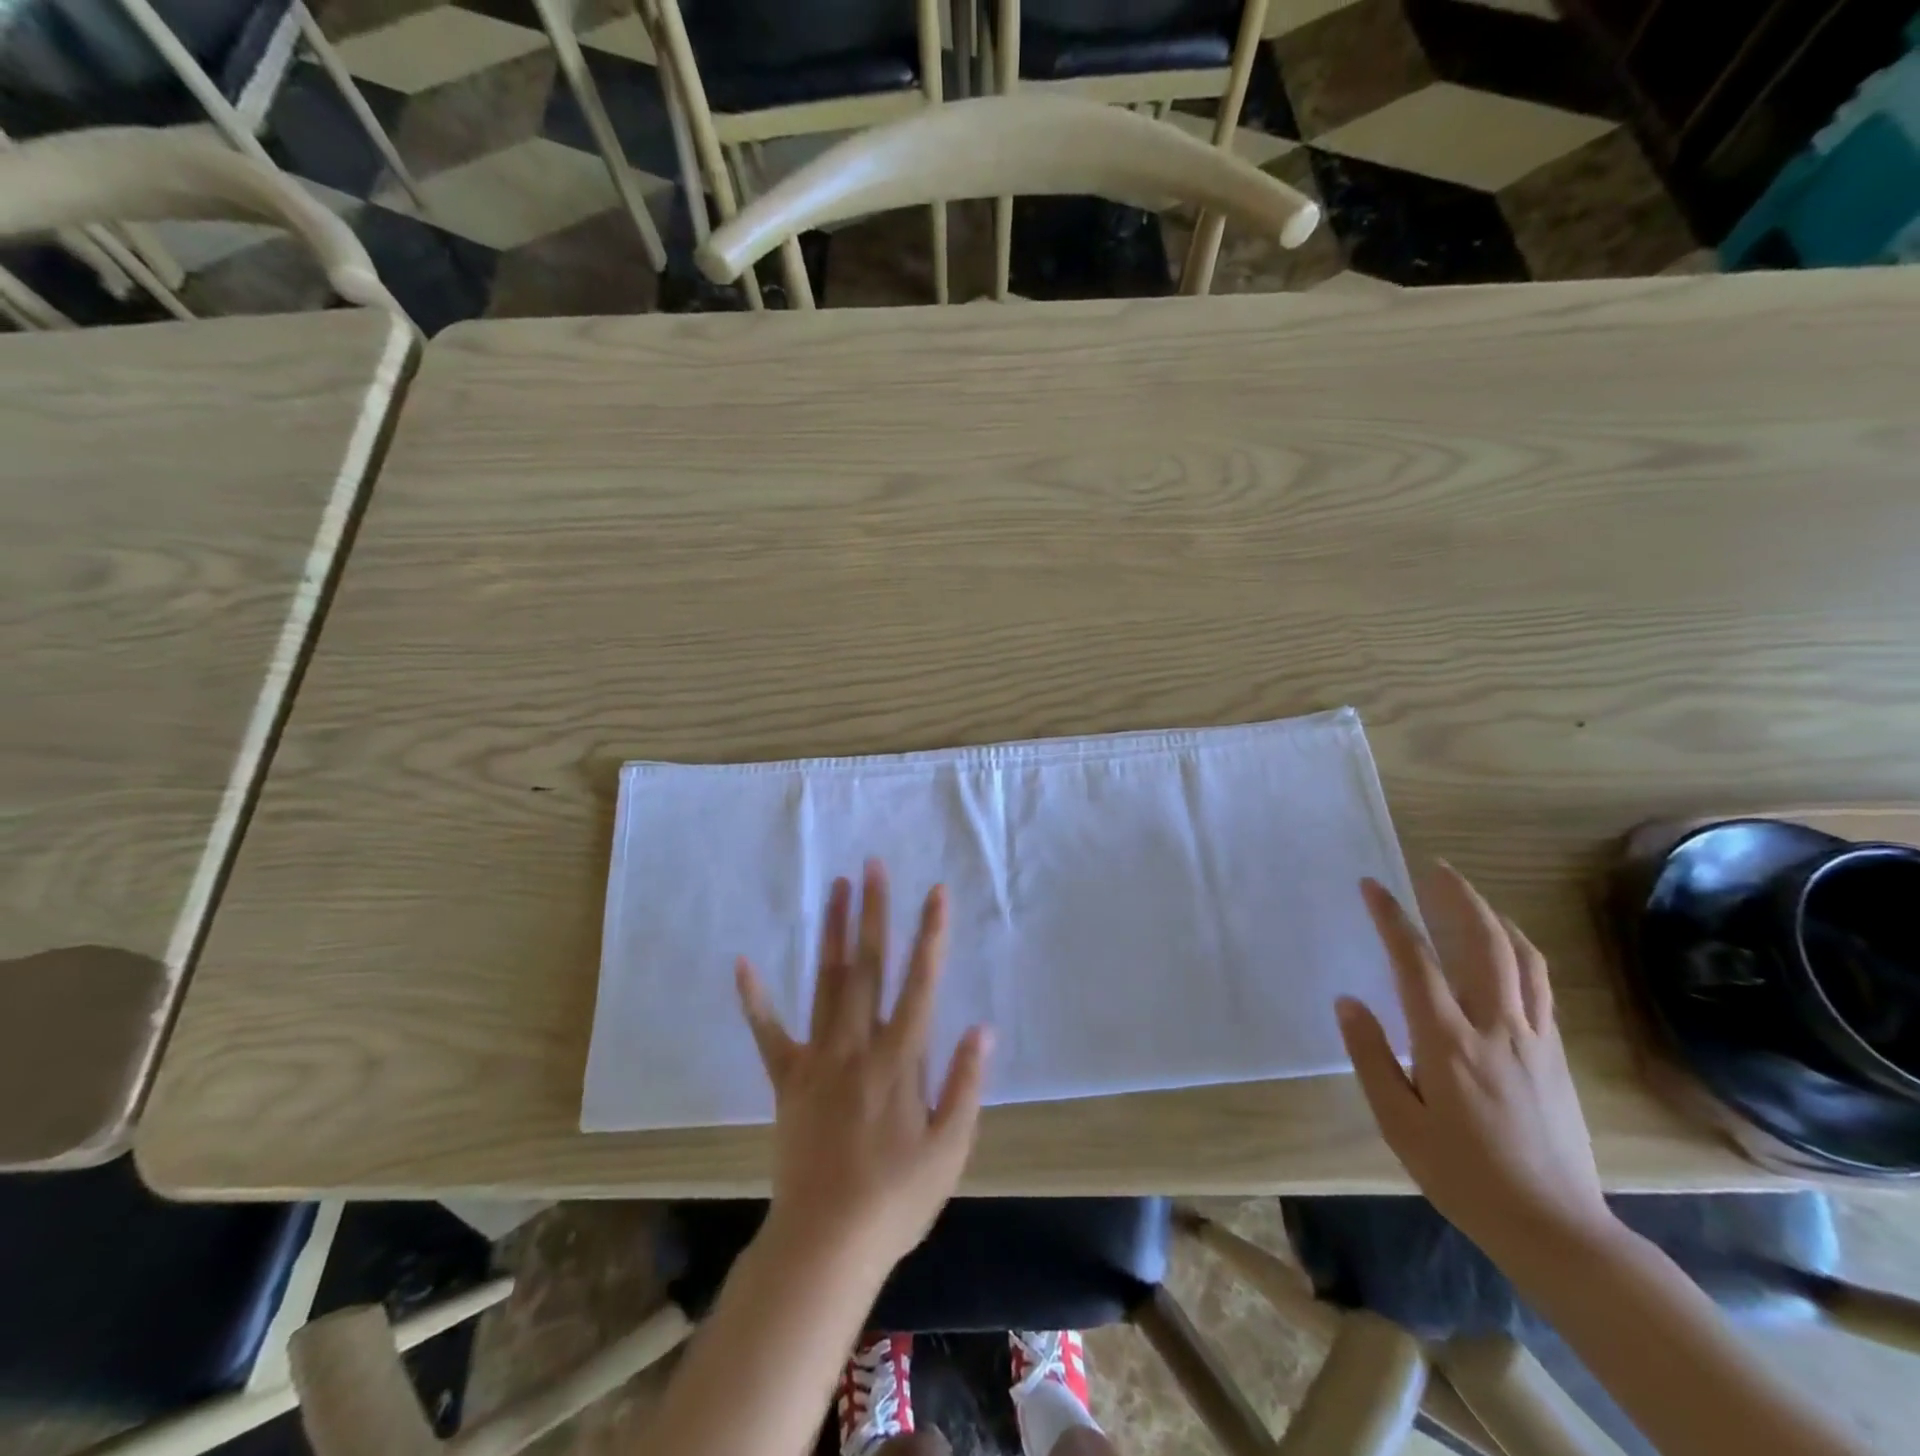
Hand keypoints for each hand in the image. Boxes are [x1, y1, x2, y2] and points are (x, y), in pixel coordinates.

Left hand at [735, 859, 992, 1273]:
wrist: (826, 1244)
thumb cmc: (897, 1199)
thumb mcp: (950, 1150)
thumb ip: (965, 1084)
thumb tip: (982, 1028)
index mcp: (899, 1060)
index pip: (920, 984)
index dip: (930, 935)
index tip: (935, 892)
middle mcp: (857, 1046)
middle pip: (868, 967)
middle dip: (874, 912)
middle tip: (872, 866)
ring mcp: (817, 1058)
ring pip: (827, 983)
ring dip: (833, 932)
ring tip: (835, 887)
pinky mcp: (787, 1079)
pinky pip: (768, 1033)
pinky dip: (755, 1000)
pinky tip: (743, 962)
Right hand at [1337, 863, 1613, 1265]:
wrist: (1555, 1227)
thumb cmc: (1462, 1174)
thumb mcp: (1398, 1123)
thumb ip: (1371, 1056)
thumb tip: (1348, 1001)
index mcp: (1448, 1043)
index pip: (1416, 962)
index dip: (1392, 918)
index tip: (1373, 885)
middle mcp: (1496, 1028)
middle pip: (1483, 944)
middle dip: (1457, 898)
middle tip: (1433, 868)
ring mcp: (1534, 1038)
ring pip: (1521, 958)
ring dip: (1493, 917)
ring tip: (1468, 896)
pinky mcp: (1556, 1054)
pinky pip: (1540, 984)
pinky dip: (1520, 950)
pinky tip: (1507, 947)